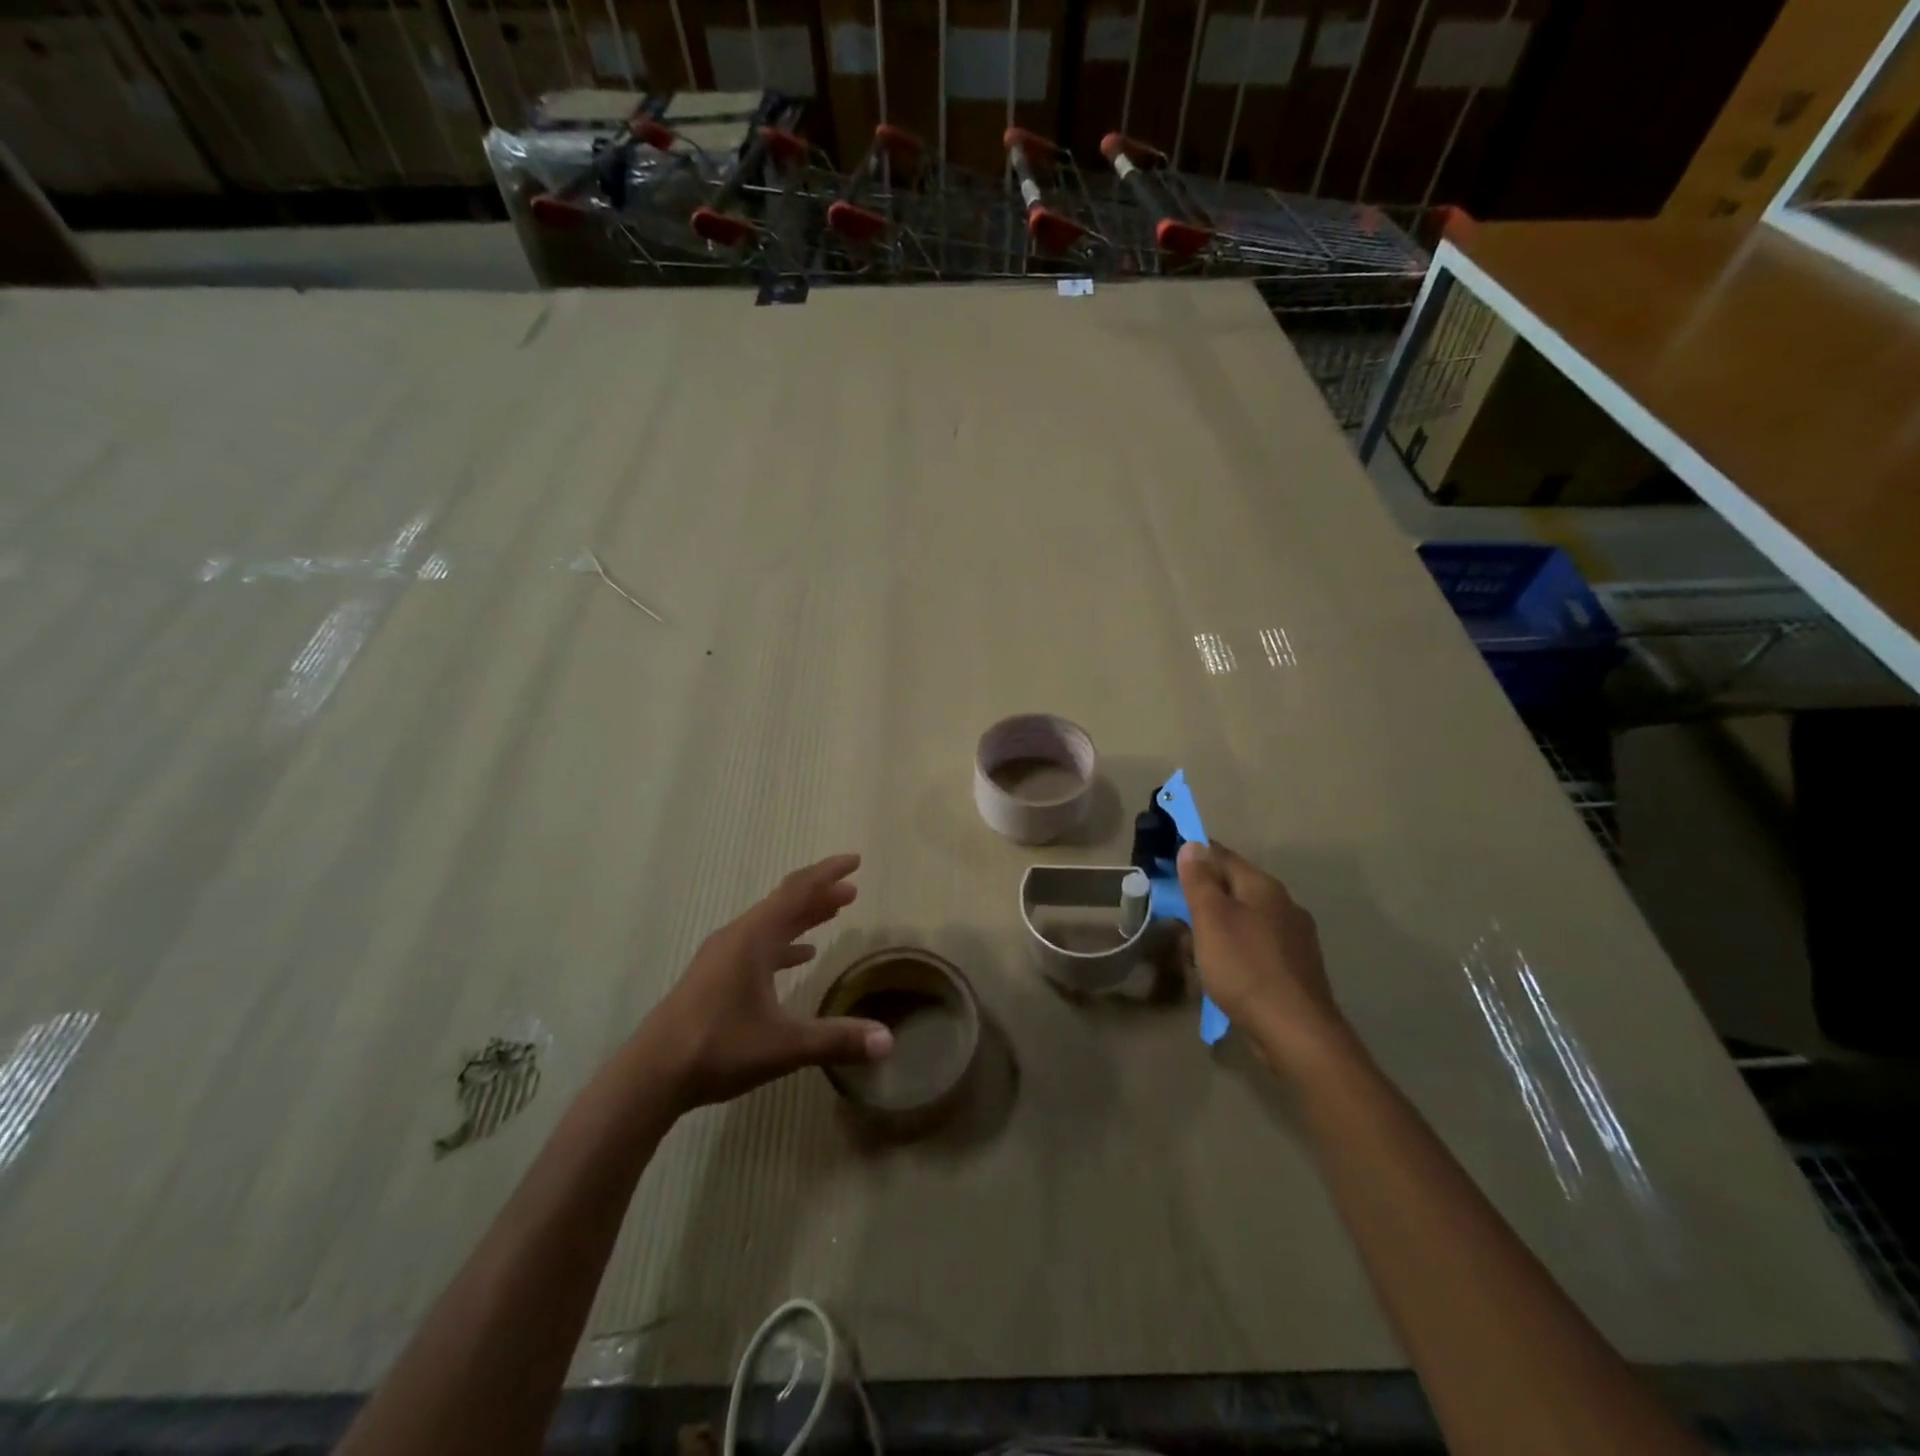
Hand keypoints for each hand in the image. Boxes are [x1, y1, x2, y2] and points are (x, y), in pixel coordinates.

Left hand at [638, 854, 893, 1109]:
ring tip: (833, 913)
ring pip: (770, 923)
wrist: (651, 1075)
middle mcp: (738, 937)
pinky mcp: (713, 976)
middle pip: (784, 902)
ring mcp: (722, 956)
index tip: (855, 860)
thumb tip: (889, 1041)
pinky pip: (757, 945)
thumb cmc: (717, 1048)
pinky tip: (800, 957)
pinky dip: (784, 943)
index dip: (828, 874)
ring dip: (802, 916)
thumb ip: (836, 1040)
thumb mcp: (783, 1046)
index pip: (798, 892)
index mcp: (754, 938)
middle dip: (820, 893)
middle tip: (852, 889)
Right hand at [1177, 841, 1352, 1077]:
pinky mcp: (1295, 968)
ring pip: (1246, 918)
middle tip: (1174, 908)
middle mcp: (1284, 904)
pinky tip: (1222, 968)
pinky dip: (1235, 947)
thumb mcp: (1211, 919)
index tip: (1166, 863)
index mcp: (1264, 887)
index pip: (1223, 856)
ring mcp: (1294, 937)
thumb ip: (1200, 881)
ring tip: (1192, 943)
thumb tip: (1193, 845)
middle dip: (1204, 894)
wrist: (1296, 1032)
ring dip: (1218, 923)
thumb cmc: (1245, 967)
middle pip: (1235, 887)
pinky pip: (1256, 945)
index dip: (1193, 855)